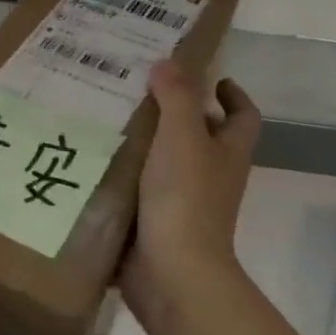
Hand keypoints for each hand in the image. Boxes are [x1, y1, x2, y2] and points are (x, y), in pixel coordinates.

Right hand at [120, 62, 260, 318]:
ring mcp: (183, 201)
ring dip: (144, 141)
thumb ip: (177, 97)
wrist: (172, 272)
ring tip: (106, 114)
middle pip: (202, 136)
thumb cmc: (185, 198)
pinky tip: (93, 156)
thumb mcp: (183, 136)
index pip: (243, 116)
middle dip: (177, 112)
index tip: (212, 77)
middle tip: (138, 87)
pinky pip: (139, 187)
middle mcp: (211, 175)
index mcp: (227, 152)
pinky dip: (123, 173)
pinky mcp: (154, 221)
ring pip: (166, 161)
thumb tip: (168, 62)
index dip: (233, 95)